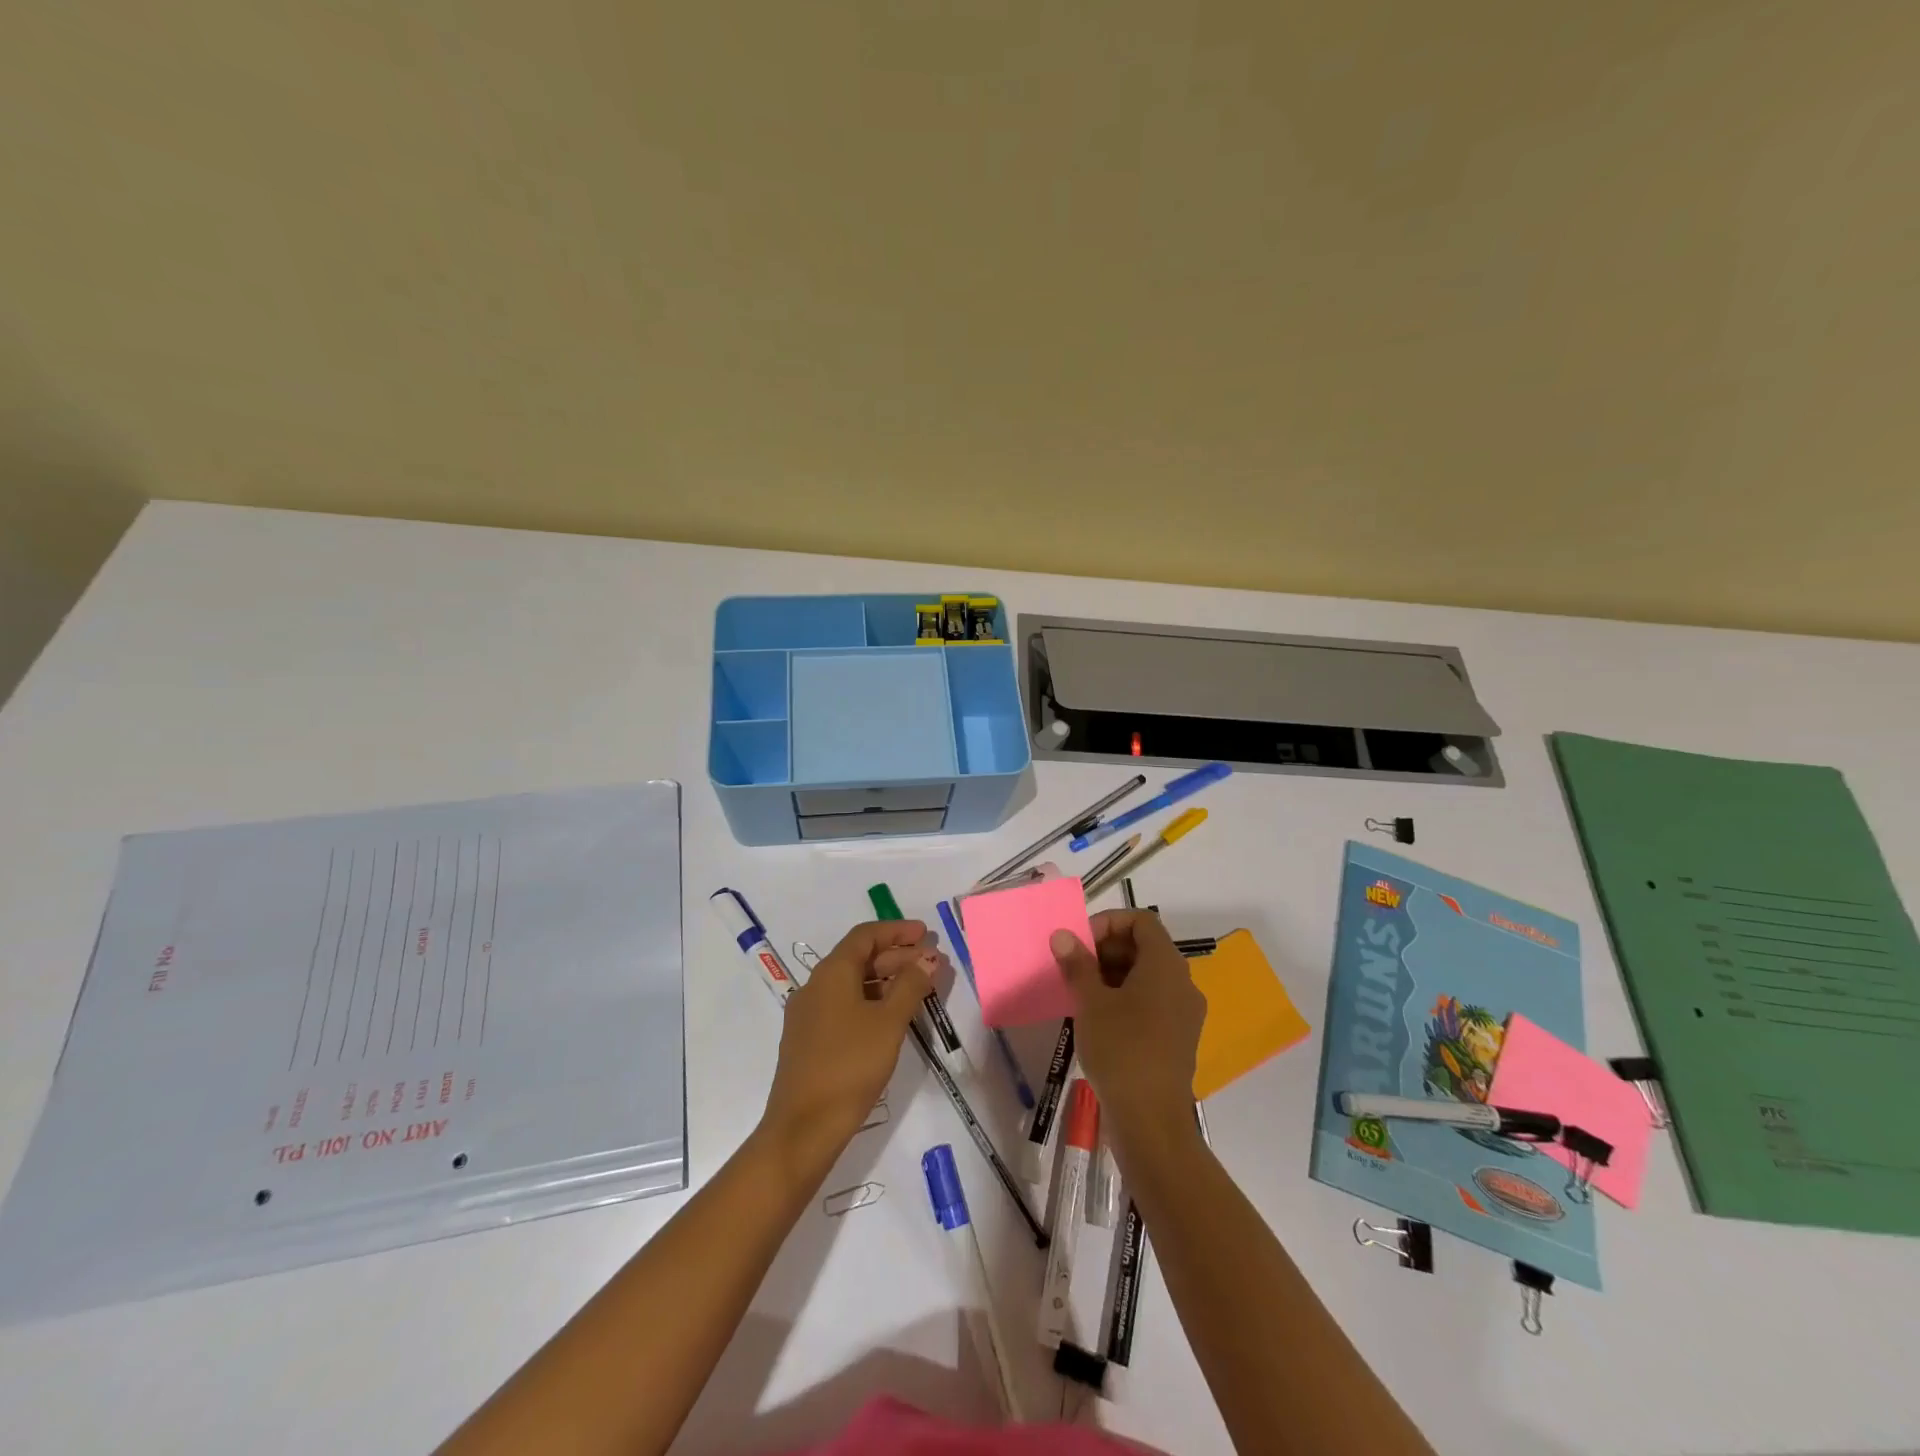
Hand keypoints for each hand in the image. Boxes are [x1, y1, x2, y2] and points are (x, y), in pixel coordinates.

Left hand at [757, 919, 936, 1176]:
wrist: (803, 1127)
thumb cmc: (850, 1065)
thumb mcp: (889, 1022)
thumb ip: (911, 985)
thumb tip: (928, 958)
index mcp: (831, 973)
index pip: (865, 936)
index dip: (897, 931)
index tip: (926, 934)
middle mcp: (815, 986)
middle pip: (858, 958)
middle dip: (896, 956)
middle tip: (930, 963)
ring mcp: (808, 1014)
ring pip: (851, 983)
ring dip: (885, 980)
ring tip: (918, 988)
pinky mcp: (808, 1039)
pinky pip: (843, 1005)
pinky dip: (870, 1001)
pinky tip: (891, 1017)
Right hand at [1050, 910, 1206, 1157]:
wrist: (1151, 1121)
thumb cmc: (1121, 1051)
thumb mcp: (1091, 1003)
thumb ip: (1077, 964)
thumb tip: (1062, 935)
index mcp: (1166, 966)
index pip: (1142, 921)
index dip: (1109, 922)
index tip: (1081, 944)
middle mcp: (1182, 983)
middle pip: (1145, 946)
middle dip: (1107, 949)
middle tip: (1075, 969)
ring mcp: (1184, 1012)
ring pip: (1148, 975)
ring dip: (1114, 974)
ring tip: (1082, 994)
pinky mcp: (1178, 1037)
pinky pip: (1153, 1001)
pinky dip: (1126, 998)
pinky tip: (1099, 1019)